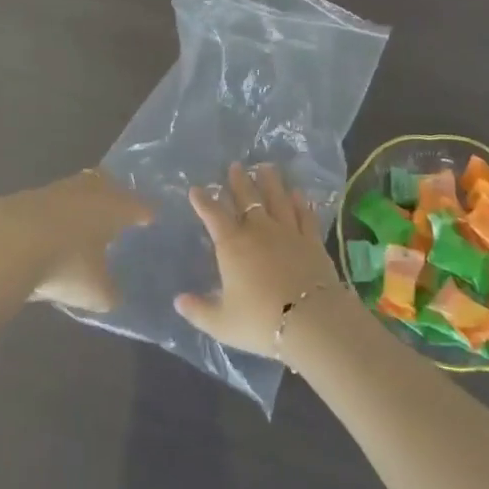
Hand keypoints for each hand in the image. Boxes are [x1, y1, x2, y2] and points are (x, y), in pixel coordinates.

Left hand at [0, 170, 151, 311]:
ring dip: (82, 201)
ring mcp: (55, 190)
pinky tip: (50, 230)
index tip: (152, 217)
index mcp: (113, 207)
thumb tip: (114, 295)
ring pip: (77, 188)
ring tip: (83, 220)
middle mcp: (88, 190)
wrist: (4, 244)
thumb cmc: (64, 264)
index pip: (138, 205)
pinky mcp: (26, 197)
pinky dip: (54, 213)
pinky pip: (50, 202)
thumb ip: (110, 293)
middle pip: (107, 183)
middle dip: (115, 193)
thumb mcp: (94, 292)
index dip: (146, 212)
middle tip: (119, 208)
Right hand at [174, 163, 341, 359]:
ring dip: (270, 182)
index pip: (214, 215)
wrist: (311, 320)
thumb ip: (199, 310)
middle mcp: (259, 230)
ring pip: (277, 199)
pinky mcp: (311, 240)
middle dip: (239, 181)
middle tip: (235, 165)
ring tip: (266, 167)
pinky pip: (304, 215)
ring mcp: (287, 232)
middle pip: (247, 198)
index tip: (196, 189)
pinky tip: (298, 194)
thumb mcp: (222, 323)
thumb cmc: (260, 321)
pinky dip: (300, 203)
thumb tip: (177, 301)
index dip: (203, 201)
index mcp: (233, 245)